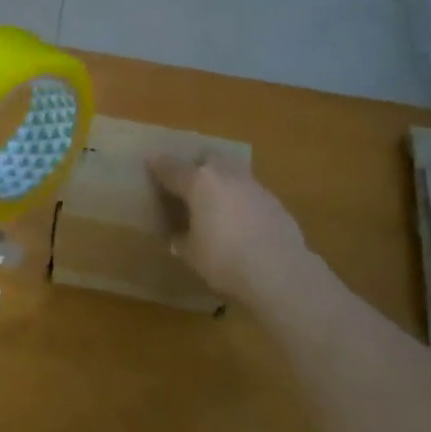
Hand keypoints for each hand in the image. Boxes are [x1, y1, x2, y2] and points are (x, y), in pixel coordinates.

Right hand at [148, 153, 311, 305]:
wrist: (280, 271)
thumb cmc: (225, 259)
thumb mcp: (192, 254)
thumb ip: (182, 239)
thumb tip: (179, 236)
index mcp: (199, 182)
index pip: (171, 169)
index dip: (158, 165)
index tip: (150, 160)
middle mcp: (225, 175)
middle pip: (207, 160)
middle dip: (197, 166)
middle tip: (189, 184)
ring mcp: (253, 185)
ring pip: (231, 172)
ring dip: (221, 182)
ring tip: (216, 204)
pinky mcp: (274, 201)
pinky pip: (249, 192)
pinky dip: (240, 200)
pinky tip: (241, 222)